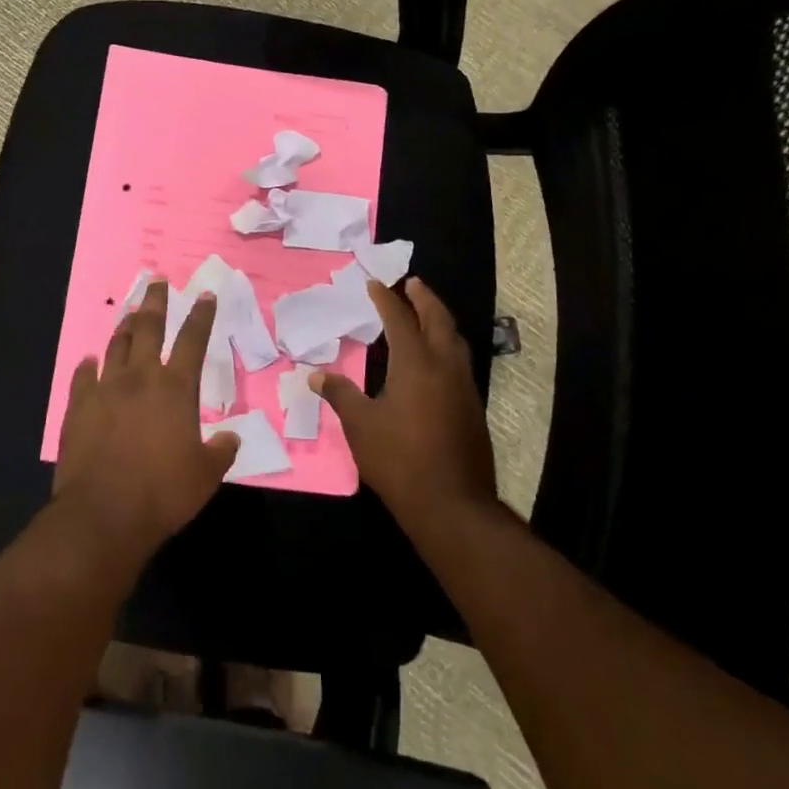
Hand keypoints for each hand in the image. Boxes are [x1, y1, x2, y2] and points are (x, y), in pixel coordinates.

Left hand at [52, 279, 240, 555]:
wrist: (103, 514)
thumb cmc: (163, 493)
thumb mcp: (205, 476)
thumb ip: (221, 452)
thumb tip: (232, 437)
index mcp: (176, 388)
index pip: (193, 340)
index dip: (201, 315)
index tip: (205, 294)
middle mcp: (140, 377)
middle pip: (148, 327)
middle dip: (155, 301)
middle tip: (157, 280)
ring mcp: (105, 388)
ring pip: (116, 345)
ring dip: (124, 326)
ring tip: (130, 311)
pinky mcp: (78, 406)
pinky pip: (83, 376)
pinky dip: (88, 365)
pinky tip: (90, 360)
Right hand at [311, 276, 497, 532]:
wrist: (452, 505)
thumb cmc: (400, 460)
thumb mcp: (361, 426)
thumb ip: (340, 395)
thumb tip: (316, 376)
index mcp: (416, 364)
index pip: (400, 320)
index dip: (387, 299)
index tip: (375, 284)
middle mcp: (444, 367)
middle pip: (438, 320)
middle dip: (425, 298)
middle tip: (413, 283)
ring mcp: (464, 387)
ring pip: (455, 340)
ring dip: (440, 320)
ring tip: (427, 312)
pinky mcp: (472, 408)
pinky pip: (460, 361)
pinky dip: (447, 344)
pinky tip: (437, 358)